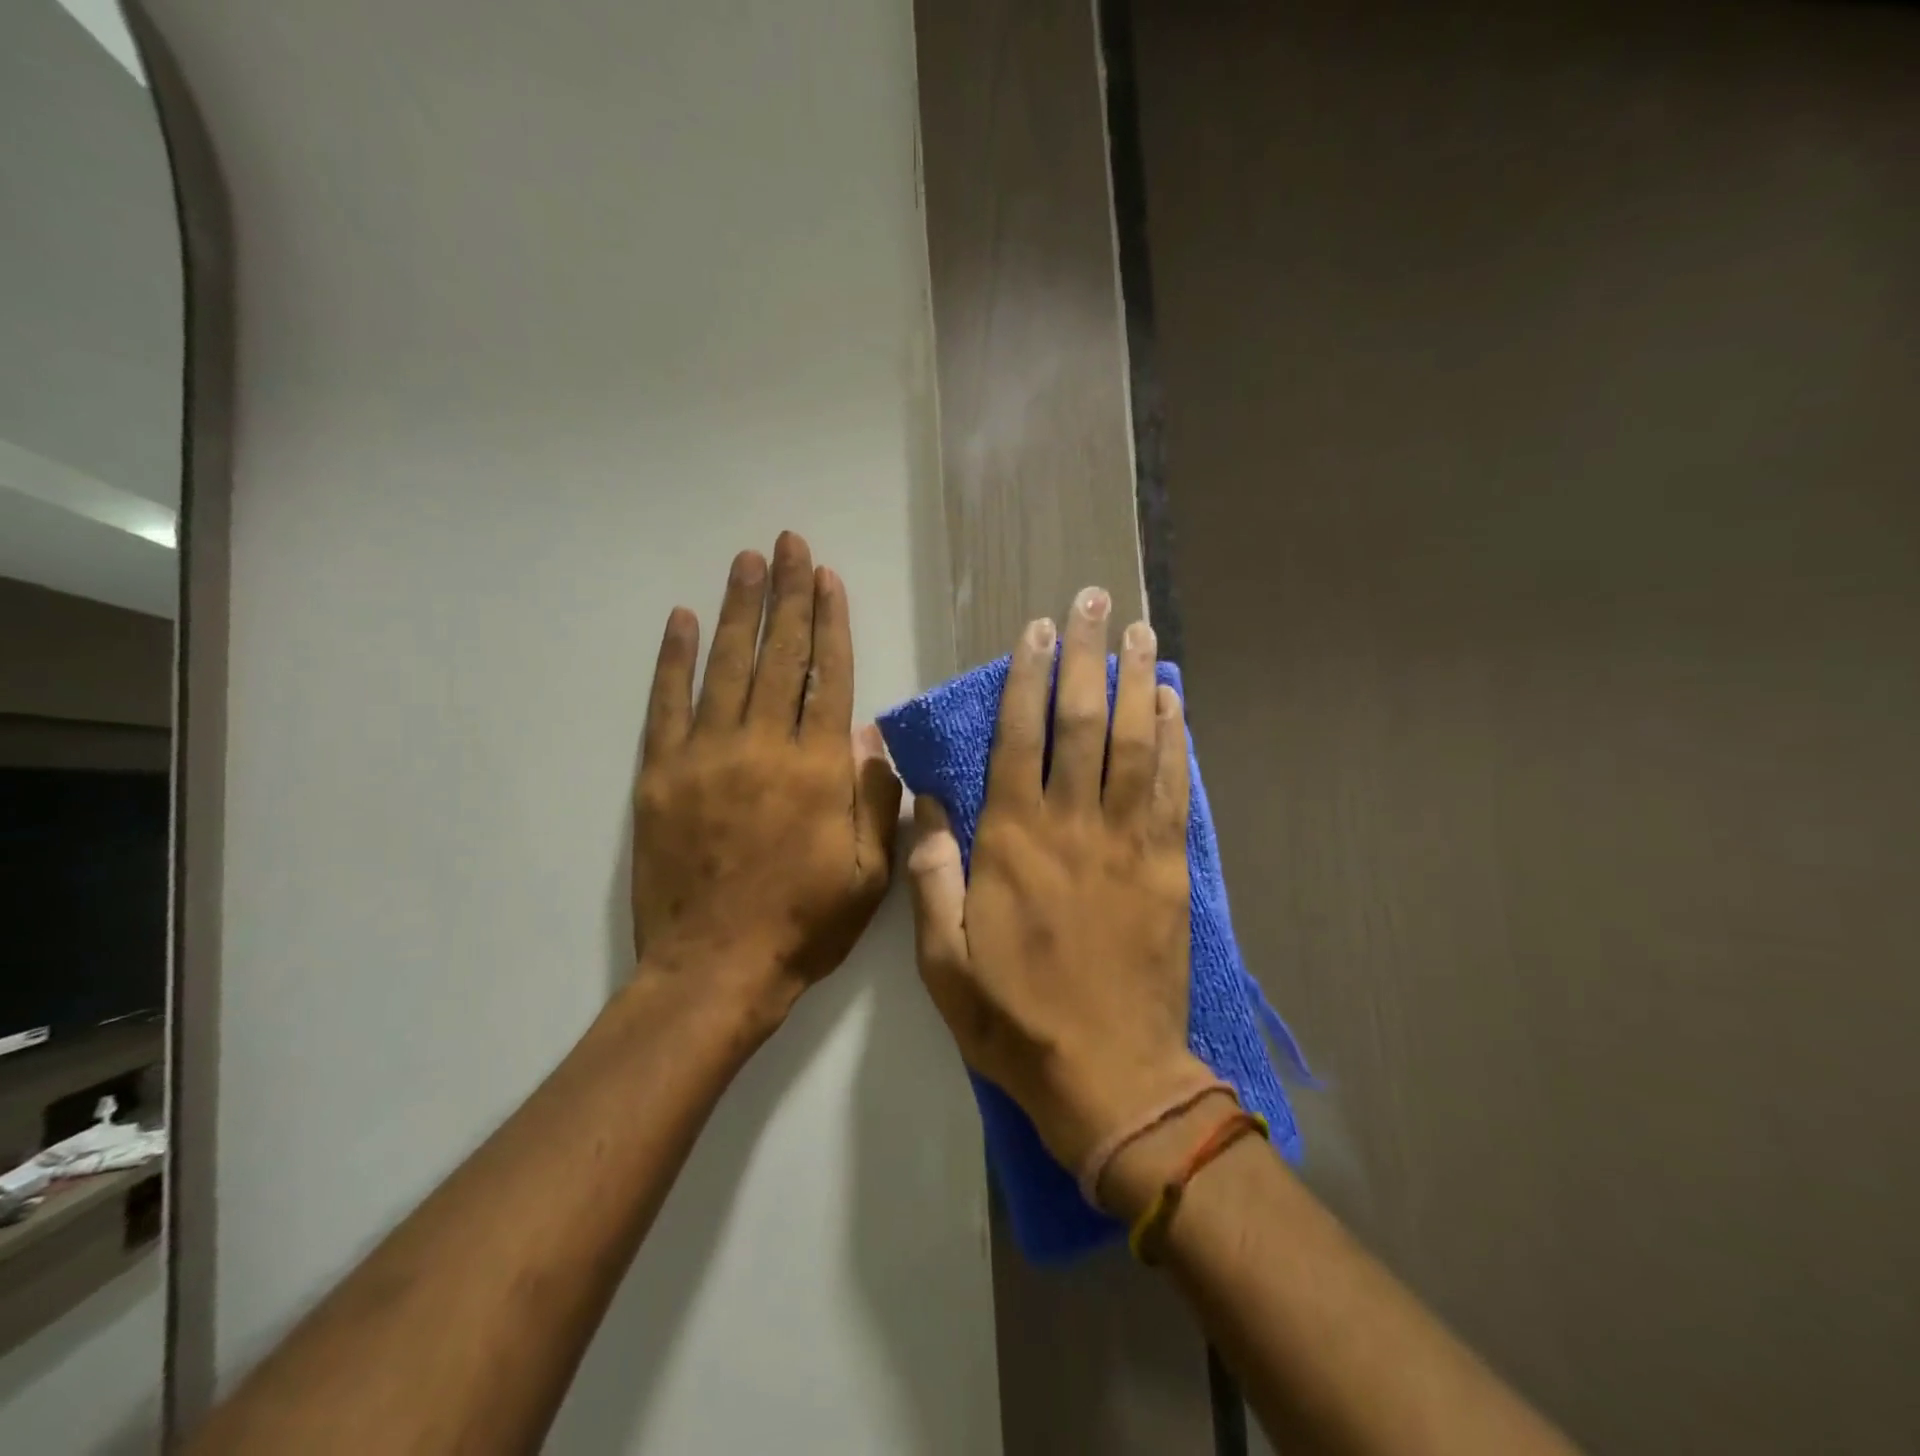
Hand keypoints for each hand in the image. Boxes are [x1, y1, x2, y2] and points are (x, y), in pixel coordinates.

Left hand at [632, 531, 901, 1031]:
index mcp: (817, 769)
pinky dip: (673, 658)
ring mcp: (705, 755)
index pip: (826, 676)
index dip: (830, 623)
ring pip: (726, 666)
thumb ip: (874, 797)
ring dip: (738, 610)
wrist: (715, 968)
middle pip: (778, 656)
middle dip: (787, 595)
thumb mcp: (869, 872)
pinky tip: (681, 620)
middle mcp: (762, 747)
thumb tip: (871, 735)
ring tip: (746, 562)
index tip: (827, 578)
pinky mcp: (660, 773)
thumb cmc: (803, 923)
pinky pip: (667, 703)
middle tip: (788, 544)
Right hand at [907, 586, 1206, 1172]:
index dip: (1028, 678)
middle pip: (1081, 722)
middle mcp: (1072, 826)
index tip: (1038, 630)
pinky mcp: (1167, 867)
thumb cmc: (1014, 1018)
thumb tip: (928, 803)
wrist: (1109, 1077)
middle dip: (1086, 656)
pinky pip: (1172, 789)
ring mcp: (1128, 843)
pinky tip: (1174, 702)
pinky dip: (1174, 740)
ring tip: (1141, 631)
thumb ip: (933, 874)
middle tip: (1095, 601)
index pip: (1019, 739)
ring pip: (1134, 743)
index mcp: (1013, 843)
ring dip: (1137, 681)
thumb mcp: (943, 959)